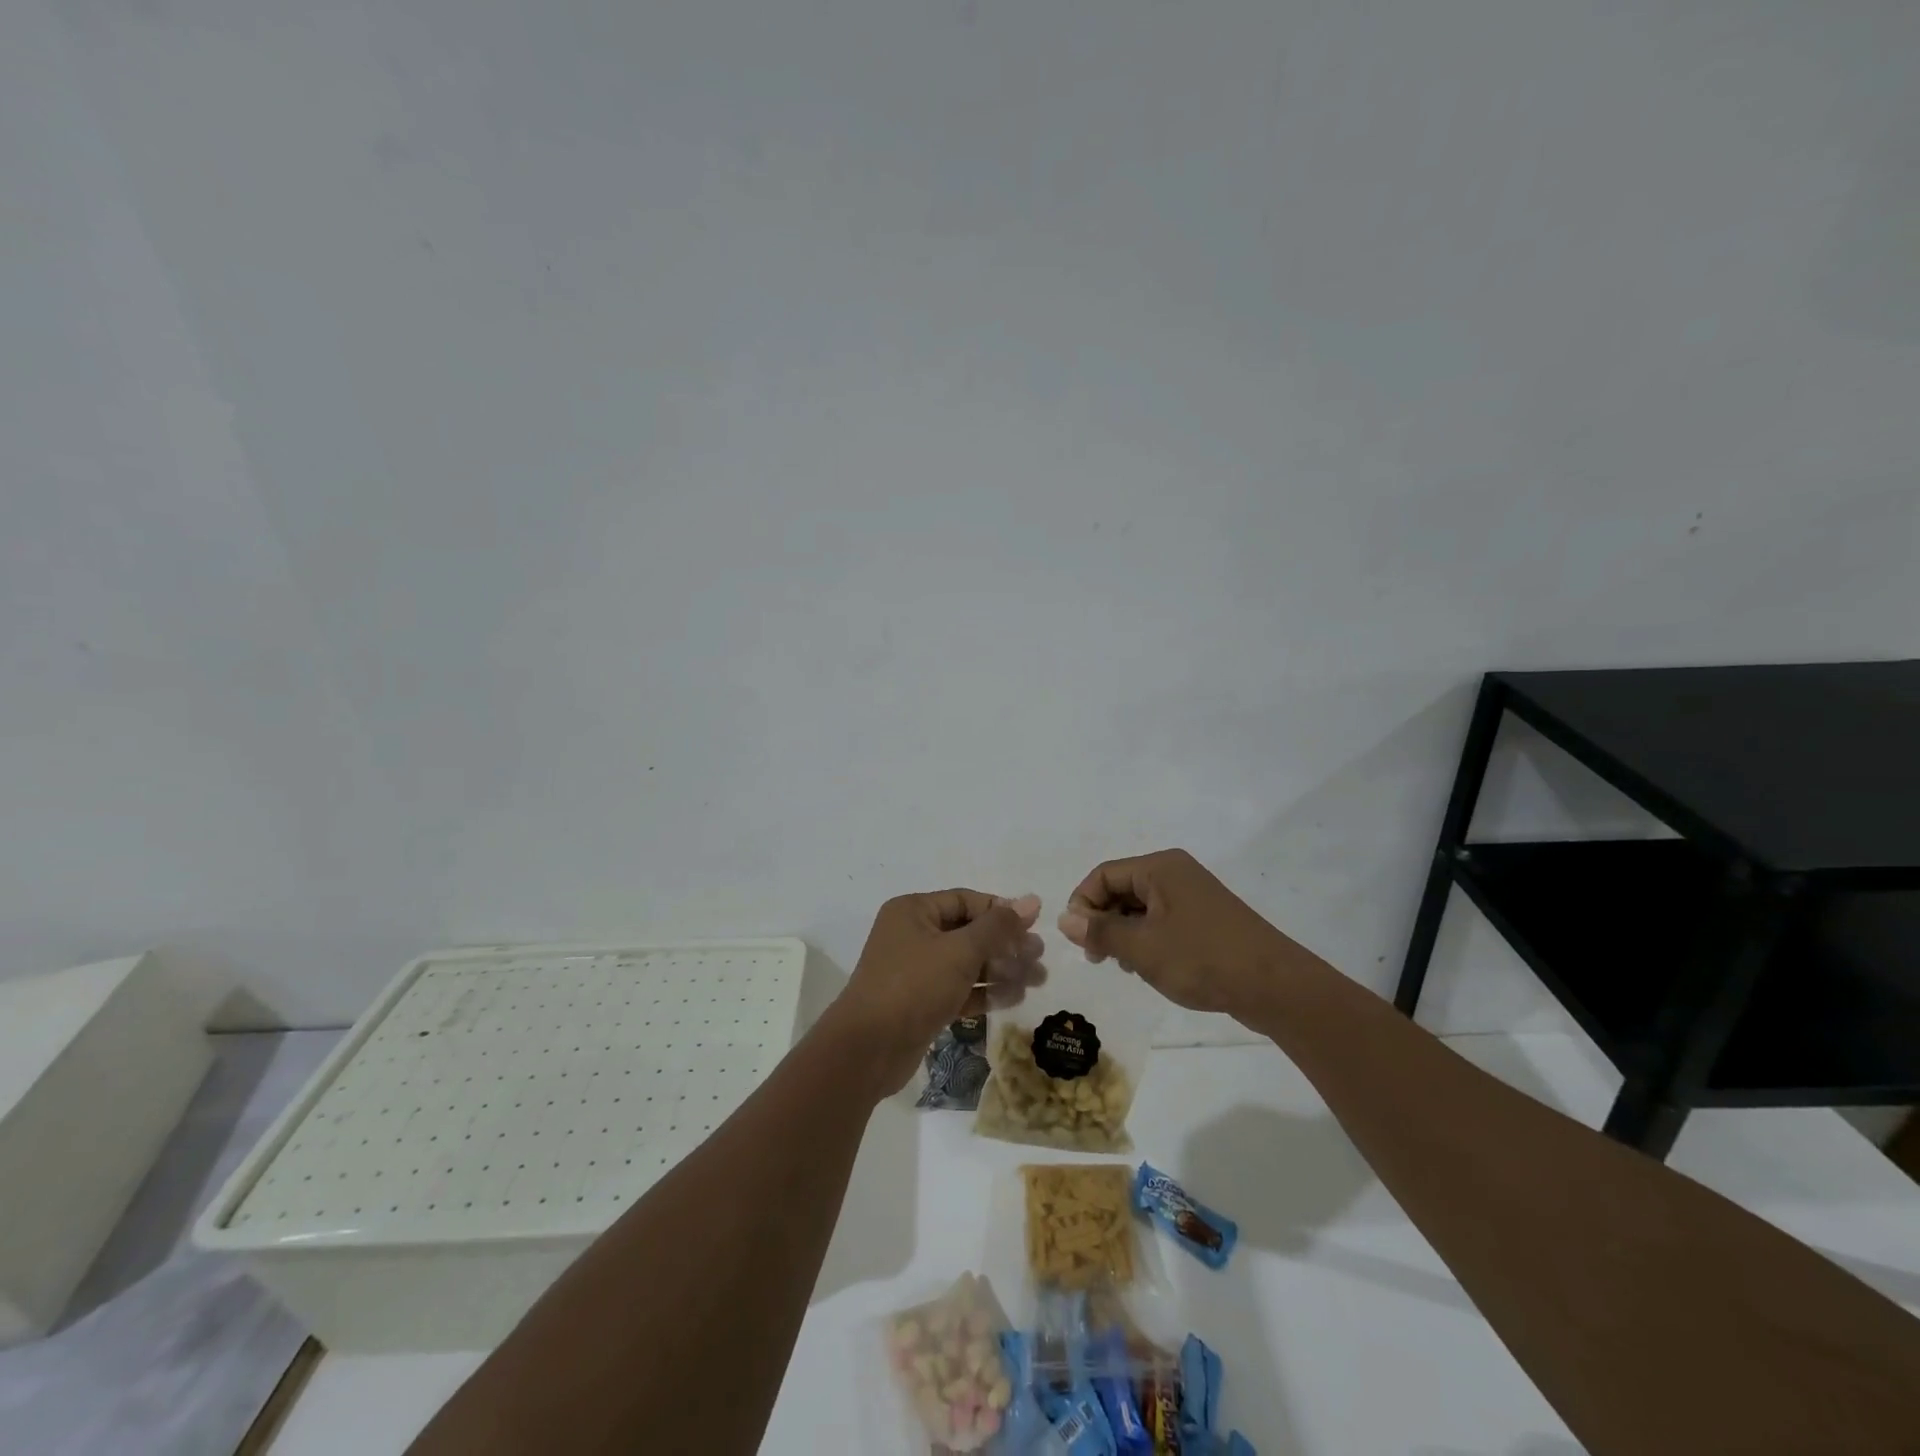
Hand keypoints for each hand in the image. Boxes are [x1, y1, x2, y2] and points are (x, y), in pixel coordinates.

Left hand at [830, 889, 1044, 1094]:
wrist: (868, 1049)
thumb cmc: (914, 986)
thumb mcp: (960, 951)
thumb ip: (998, 927)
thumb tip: (1031, 901)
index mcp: (914, 911)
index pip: (966, 901)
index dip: (1002, 911)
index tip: (1036, 925)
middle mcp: (912, 935)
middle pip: (969, 933)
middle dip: (1006, 945)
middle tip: (1040, 957)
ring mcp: (915, 971)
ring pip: (966, 964)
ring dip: (1001, 970)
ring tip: (1037, 980)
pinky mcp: (920, 1003)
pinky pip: (958, 989)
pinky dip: (984, 992)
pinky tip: (1015, 998)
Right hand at [1057, 849, 1295, 1018]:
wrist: (1275, 986)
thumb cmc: (1202, 959)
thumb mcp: (1143, 948)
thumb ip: (1101, 931)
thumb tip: (1065, 918)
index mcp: (1159, 868)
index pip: (1103, 875)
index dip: (1083, 904)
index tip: (1078, 940)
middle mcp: (1175, 873)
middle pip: (1121, 888)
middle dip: (1103, 920)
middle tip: (1097, 958)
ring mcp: (1193, 895)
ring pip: (1141, 907)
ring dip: (1124, 933)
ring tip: (1124, 966)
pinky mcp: (1206, 918)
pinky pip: (1162, 920)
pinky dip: (1147, 939)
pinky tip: (1150, 966)